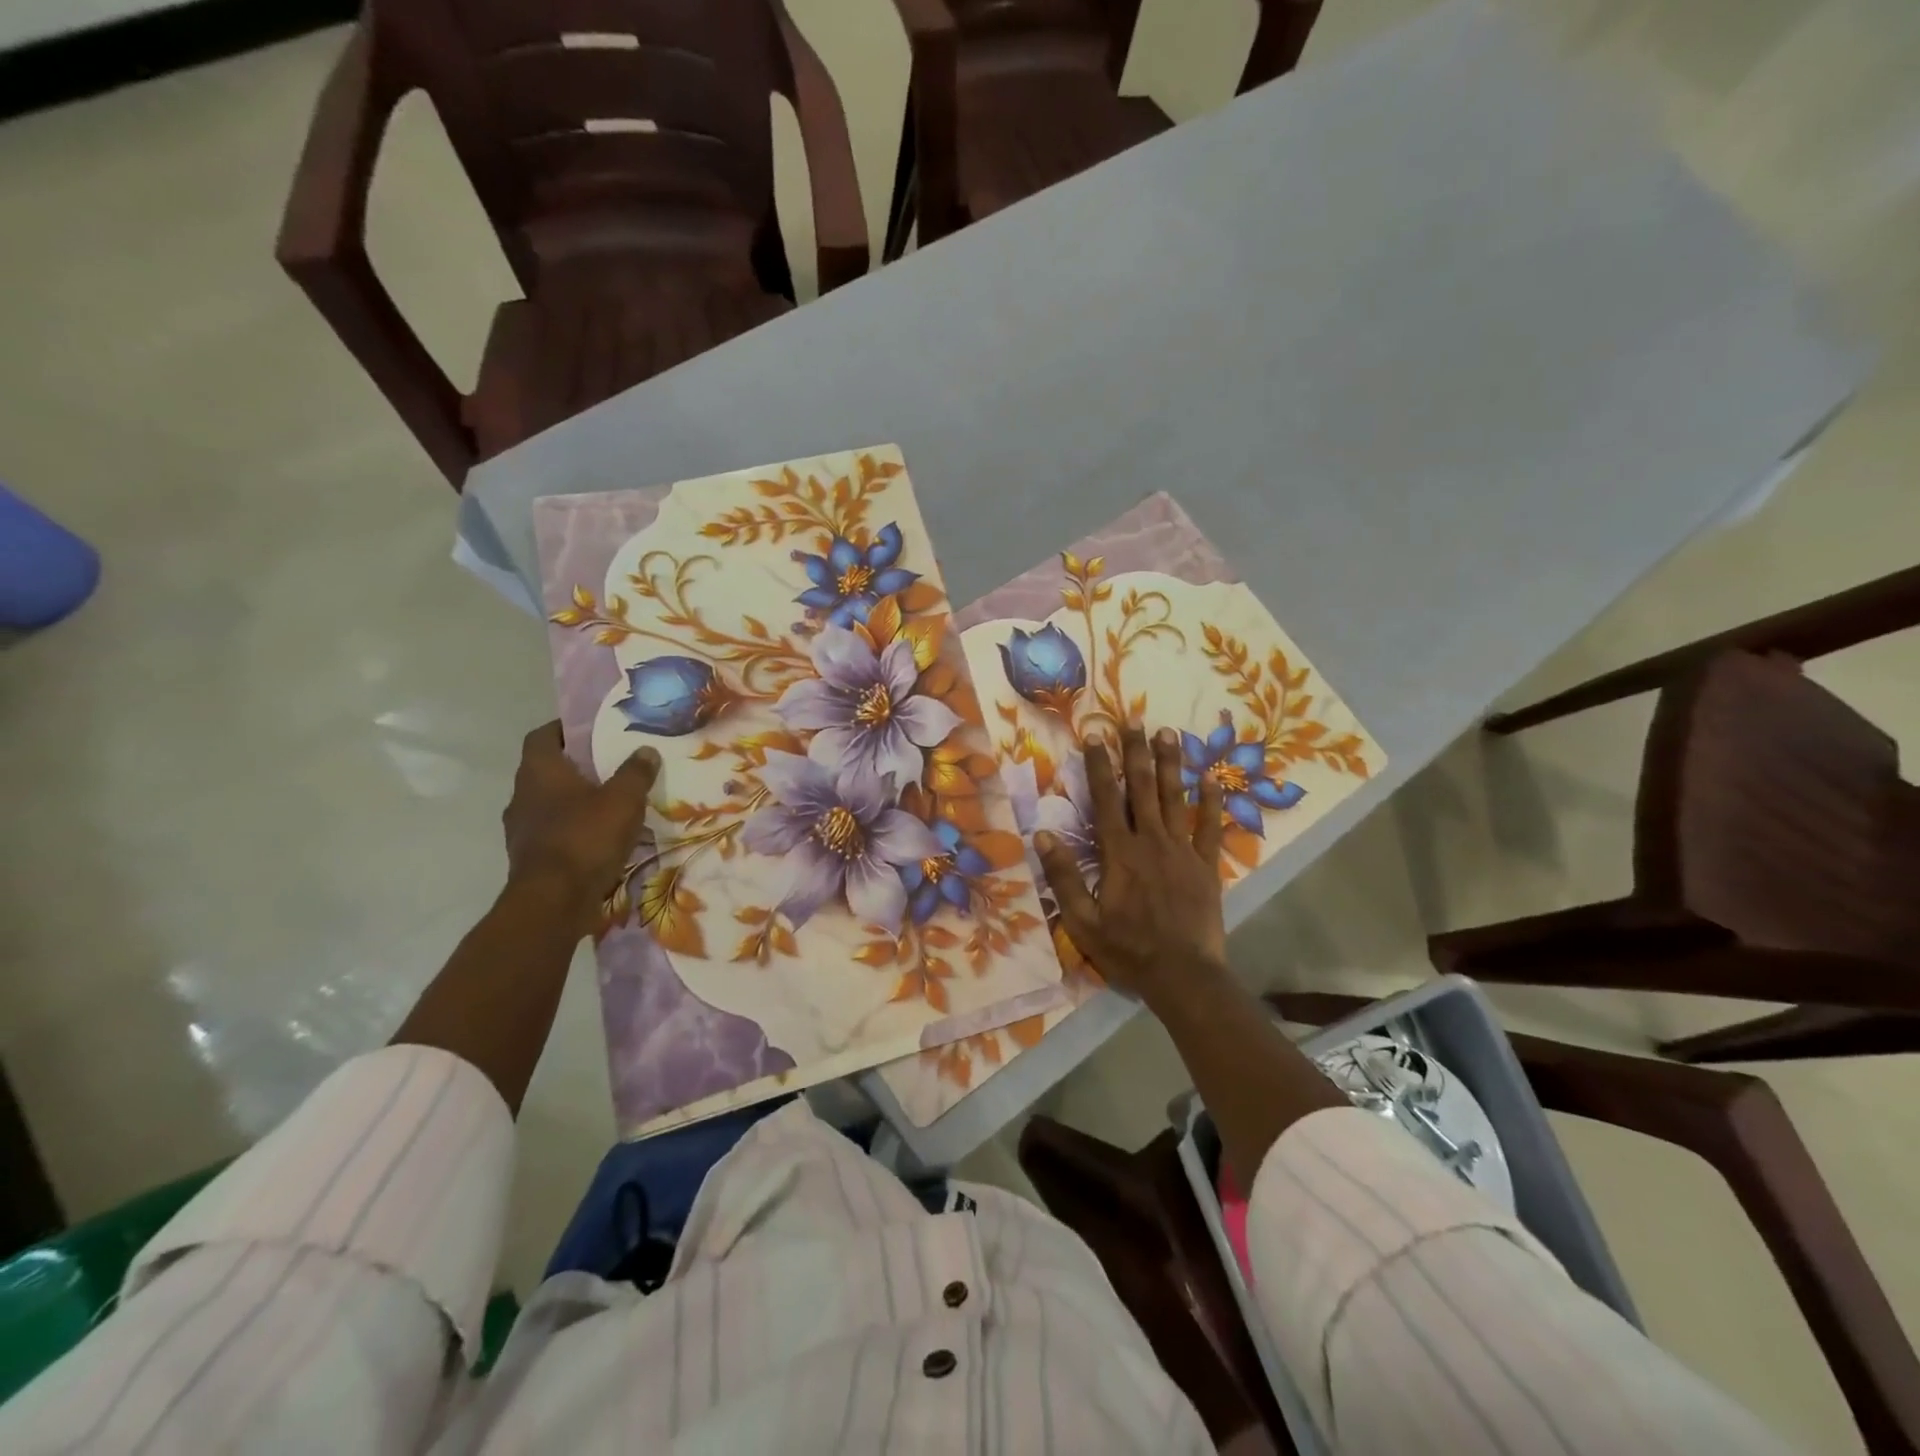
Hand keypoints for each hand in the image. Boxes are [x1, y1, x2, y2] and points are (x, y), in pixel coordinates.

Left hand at [502, 722, 659, 929]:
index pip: (543, 736)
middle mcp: (522, 795)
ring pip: (549, 803)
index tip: (591, 729)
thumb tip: (645, 750)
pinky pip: (553, 832)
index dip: (564, 728)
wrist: (554, 901)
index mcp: (539, 771)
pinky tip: (600, 837)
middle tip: (610, 765)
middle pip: (547, 770)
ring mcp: (521, 829)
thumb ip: (636, 772)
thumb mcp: (623, 799)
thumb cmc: (586, 837)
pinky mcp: (529, 857)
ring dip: (574, 800)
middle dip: (576, 766)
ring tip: (610, 803)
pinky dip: (573, 829)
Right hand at [1035, 725, 1227, 1004]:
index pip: (1106, 800)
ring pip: (1174, 799)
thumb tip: (1043, 835)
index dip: (1098, 766)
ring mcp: (1183, 851)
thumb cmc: (1128, 949)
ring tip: (1168, 733)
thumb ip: (1064, 876)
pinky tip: (1211, 778)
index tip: (1095, 736)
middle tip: (1133, 720)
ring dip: (1170, 765)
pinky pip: (1210, 827)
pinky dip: (1210, 802)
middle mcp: (1152, 842)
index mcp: (1120, 853)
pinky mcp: (1207, 866)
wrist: (1183, 976)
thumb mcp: (1083, 920)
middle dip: (1135, 753)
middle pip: (1142, 789)